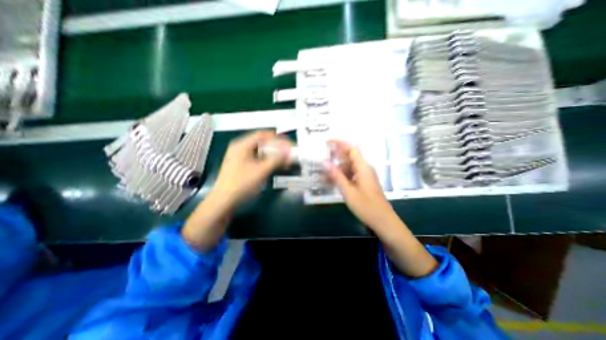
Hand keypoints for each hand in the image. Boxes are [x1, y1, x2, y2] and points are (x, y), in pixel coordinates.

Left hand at [212, 130, 290, 209]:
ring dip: (273, 154)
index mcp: (242, 145)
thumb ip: (277, 159)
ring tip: (284, 159)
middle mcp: (240, 148)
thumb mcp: (261, 171)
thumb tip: (289, 151)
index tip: (289, 144)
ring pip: (260, 151)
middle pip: (262, 142)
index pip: (263, 135)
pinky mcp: (241, 165)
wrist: (224, 202)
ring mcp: (240, 157)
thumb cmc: (242, 184)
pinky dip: (267, 160)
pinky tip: (275, 165)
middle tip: (288, 152)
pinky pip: (257, 158)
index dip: (278, 138)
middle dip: (277, 147)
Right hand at [327, 139, 398, 229]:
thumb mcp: (348, 191)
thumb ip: (336, 175)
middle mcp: (364, 168)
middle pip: (349, 157)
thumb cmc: (366, 206)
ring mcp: (364, 176)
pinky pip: (350, 175)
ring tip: (322, 174)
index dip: (339, 143)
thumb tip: (324, 161)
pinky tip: (330, 182)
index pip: (351, 148)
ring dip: (336, 169)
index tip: (327, 142)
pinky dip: (340, 177)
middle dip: (335, 157)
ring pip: (348, 167)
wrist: (383, 221)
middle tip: (321, 159)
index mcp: (363, 167)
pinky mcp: (363, 183)